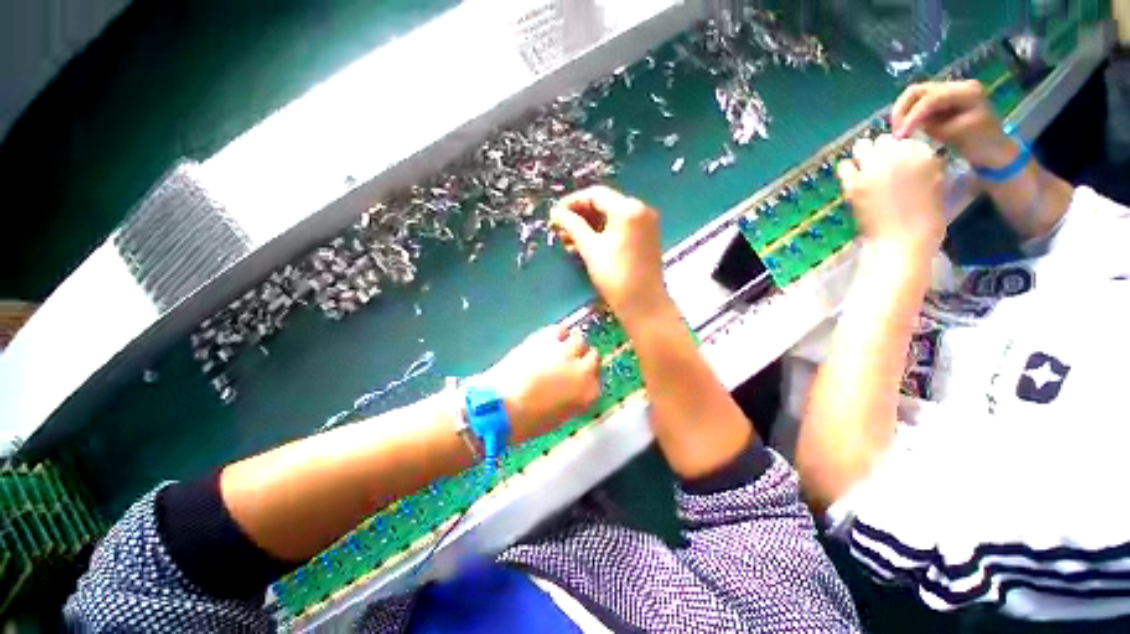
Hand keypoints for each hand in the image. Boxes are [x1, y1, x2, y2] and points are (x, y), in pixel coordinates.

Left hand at [484, 325, 599, 441]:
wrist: (499, 407)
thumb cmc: (528, 421)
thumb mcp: (559, 416)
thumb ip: (573, 398)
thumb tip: (571, 387)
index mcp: (587, 393)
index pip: (596, 380)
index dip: (586, 377)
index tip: (578, 378)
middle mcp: (582, 369)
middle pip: (592, 356)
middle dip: (583, 359)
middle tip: (569, 362)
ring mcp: (565, 352)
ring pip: (579, 339)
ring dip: (572, 345)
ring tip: (560, 349)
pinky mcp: (547, 339)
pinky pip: (560, 330)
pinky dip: (558, 334)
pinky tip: (549, 341)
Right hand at [550, 186, 670, 325]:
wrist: (643, 304)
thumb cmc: (615, 275)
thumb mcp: (590, 248)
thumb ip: (572, 225)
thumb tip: (556, 212)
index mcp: (628, 209)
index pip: (595, 194)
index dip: (572, 202)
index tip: (555, 214)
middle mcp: (640, 210)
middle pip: (603, 205)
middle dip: (579, 216)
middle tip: (559, 229)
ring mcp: (644, 225)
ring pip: (609, 219)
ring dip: (587, 227)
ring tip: (566, 240)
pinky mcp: (644, 238)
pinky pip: (618, 229)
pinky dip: (600, 235)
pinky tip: (582, 246)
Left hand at [838, 135, 944, 255]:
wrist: (902, 241)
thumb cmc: (923, 219)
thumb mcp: (935, 184)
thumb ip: (922, 166)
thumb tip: (906, 155)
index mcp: (925, 156)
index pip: (906, 140)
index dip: (899, 149)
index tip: (896, 159)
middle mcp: (900, 156)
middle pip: (884, 140)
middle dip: (881, 150)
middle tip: (878, 163)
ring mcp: (875, 169)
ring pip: (863, 147)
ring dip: (863, 154)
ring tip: (864, 166)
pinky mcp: (855, 183)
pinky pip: (845, 165)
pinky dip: (847, 168)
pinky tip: (851, 175)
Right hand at [891, 80, 1017, 169]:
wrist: (993, 149)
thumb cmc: (981, 144)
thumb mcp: (958, 135)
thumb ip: (934, 126)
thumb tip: (909, 127)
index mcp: (966, 91)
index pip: (931, 99)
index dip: (912, 116)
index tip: (900, 136)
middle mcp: (955, 85)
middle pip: (917, 91)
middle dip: (901, 111)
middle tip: (895, 133)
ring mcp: (947, 92)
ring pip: (912, 96)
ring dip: (901, 114)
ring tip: (898, 132)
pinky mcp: (940, 102)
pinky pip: (915, 104)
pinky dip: (906, 116)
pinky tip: (905, 129)